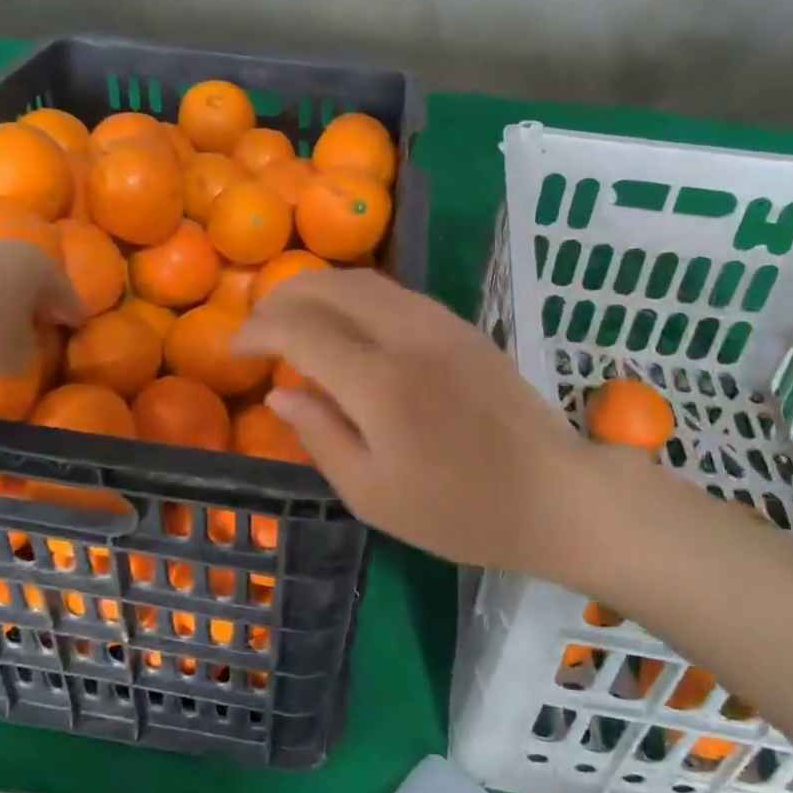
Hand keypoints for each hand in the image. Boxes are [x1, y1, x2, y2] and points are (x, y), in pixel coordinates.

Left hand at [0, 240, 82, 381]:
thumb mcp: (17, 356)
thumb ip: (33, 346)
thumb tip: (28, 339)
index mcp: (40, 267)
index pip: (67, 293)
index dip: (73, 314)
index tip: (77, 328)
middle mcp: (10, 248)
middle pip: (34, 277)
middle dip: (41, 299)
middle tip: (47, 322)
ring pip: (1, 275)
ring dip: (7, 296)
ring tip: (7, 321)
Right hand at [235, 269, 619, 581]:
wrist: (556, 495)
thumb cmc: (461, 511)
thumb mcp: (374, 495)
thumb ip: (320, 436)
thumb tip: (278, 394)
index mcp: (380, 384)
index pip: (300, 330)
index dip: (258, 332)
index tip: (235, 350)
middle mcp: (408, 337)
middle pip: (329, 286)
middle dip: (282, 297)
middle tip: (258, 326)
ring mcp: (440, 324)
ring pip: (363, 280)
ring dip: (318, 289)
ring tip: (293, 318)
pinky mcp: (462, 326)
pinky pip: (393, 293)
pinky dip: (354, 296)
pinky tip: (346, 324)